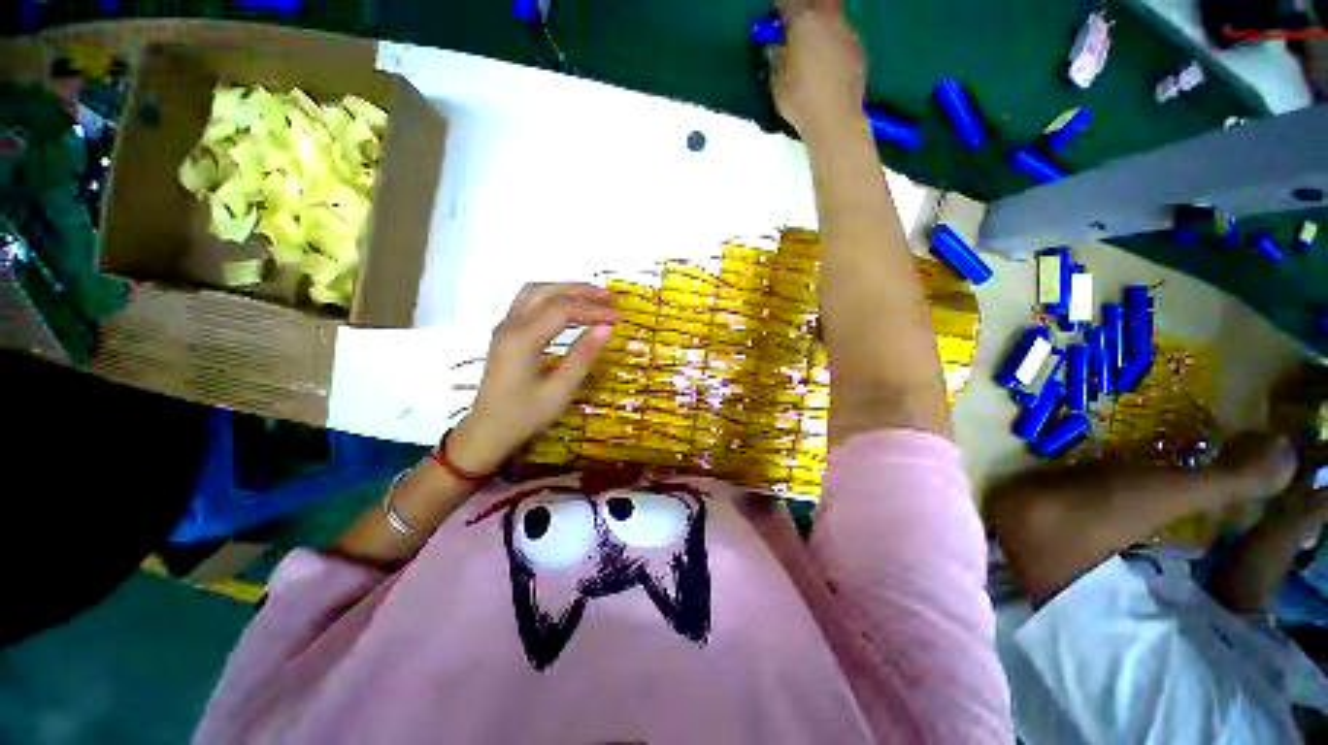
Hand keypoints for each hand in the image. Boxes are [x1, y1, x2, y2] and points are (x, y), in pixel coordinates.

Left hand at [449, 283, 617, 472]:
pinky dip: (552, 298)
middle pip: (547, 292)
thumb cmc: (524, 416)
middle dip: (580, 291)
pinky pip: (528, 303)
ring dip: (564, 290)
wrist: (487, 433)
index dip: (593, 310)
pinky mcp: (505, 335)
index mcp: (523, 339)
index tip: (618, 317)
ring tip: (591, 297)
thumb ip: (583, 356)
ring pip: (535, 293)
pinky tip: (567, 308)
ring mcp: (505, 328)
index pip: (563, 310)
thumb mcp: (560, 390)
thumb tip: (607, 328)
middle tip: (609, 297)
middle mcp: (510, 325)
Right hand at [770, 0, 867, 147]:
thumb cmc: (799, 100)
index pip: (787, 2)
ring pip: (833, 18)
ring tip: (812, 46)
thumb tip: (777, 47)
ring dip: (822, 26)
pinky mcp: (859, 50)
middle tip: (796, 25)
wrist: (834, 119)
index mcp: (803, 20)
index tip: (774, 16)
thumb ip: (777, 58)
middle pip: (817, 2)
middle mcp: (828, 18)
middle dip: (805, 9)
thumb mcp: (777, 81)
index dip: (779, 8)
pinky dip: (833, 44)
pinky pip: (843, 38)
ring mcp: (847, 32)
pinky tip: (827, 64)